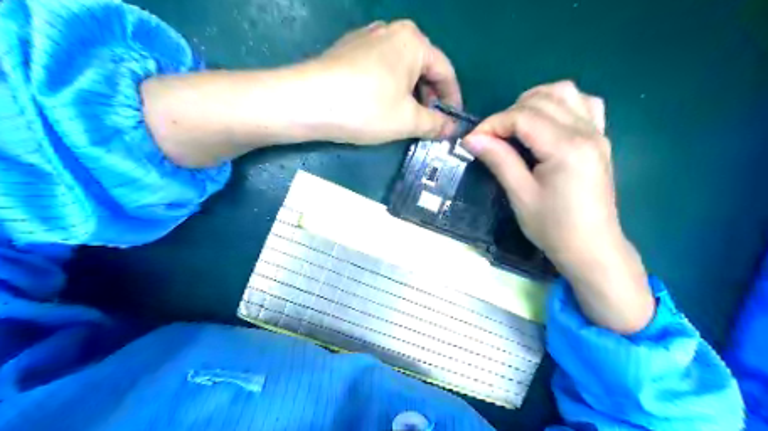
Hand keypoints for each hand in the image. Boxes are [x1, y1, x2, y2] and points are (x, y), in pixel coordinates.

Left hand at [307, 20, 461, 143]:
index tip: (453, 122)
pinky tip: (380, 107)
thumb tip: (453, 128)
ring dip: (409, 95)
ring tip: (405, 119)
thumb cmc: (365, 108)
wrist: (306, 102)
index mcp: (413, 41)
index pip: (446, 71)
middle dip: (429, 98)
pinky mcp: (348, 50)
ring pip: (401, 69)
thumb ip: (436, 124)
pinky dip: (389, 88)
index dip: (453, 99)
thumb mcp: (407, 120)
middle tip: (428, 124)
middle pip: (423, 68)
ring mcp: (366, 38)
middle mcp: (392, 31)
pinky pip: (380, 69)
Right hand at [461, 81, 653, 333]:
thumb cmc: (553, 228)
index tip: (472, 140)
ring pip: (565, 92)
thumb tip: (471, 138)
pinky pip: (584, 104)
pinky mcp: (600, 140)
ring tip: (516, 126)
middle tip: (491, 138)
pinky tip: (548, 123)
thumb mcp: (520, 195)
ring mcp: (597, 132)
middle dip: (508, 113)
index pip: (522, 117)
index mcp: (566, 147)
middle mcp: (585, 131)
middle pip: (541, 100)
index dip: (492, 124)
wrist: (592, 248)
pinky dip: (561, 104)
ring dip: (534, 102)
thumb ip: (498, 160)